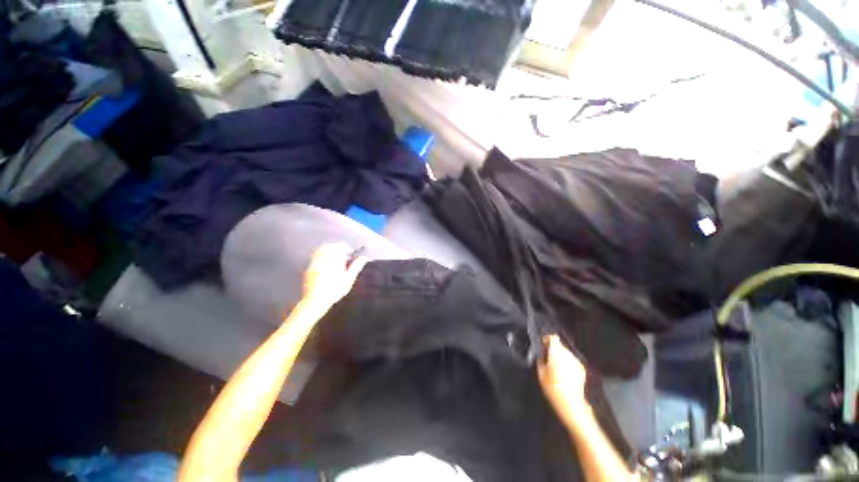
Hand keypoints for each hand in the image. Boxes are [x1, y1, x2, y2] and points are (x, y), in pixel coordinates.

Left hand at [302, 243, 367, 309]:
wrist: (315, 300)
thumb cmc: (335, 290)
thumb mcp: (349, 279)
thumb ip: (356, 266)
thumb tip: (364, 257)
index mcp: (334, 259)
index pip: (340, 246)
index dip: (346, 248)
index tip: (350, 254)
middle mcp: (323, 258)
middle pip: (330, 246)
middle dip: (337, 248)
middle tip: (343, 256)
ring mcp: (314, 262)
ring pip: (321, 249)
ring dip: (328, 251)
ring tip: (334, 259)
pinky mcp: (309, 268)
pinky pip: (315, 256)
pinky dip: (321, 256)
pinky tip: (325, 264)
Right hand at [538, 335, 589, 424]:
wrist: (571, 403)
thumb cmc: (553, 388)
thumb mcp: (541, 373)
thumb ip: (541, 359)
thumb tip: (541, 354)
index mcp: (556, 353)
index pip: (553, 337)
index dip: (547, 339)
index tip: (543, 344)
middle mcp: (567, 354)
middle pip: (559, 345)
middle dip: (553, 349)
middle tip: (547, 357)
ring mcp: (576, 361)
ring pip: (566, 353)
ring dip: (560, 356)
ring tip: (555, 367)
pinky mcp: (582, 369)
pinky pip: (572, 361)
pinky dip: (567, 363)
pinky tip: (564, 373)